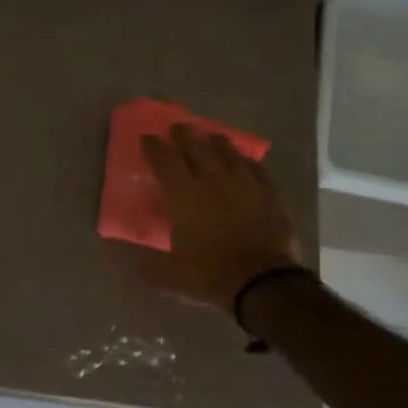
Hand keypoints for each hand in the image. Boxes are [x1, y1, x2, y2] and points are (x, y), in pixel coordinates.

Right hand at [140, 124, 300, 314]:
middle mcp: (213, 180)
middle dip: (184, 135)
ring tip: (211, 137)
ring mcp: (245, 183)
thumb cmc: (210, 273)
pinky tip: (245, 161)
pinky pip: (256, 168)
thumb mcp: (171, 276)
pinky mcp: (269, 193)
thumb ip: (152, 268)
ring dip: (216, 142)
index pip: (165, 161)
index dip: (154, 147)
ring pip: (228, 152)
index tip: (148, 137)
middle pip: (196, 147)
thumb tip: (138, 268)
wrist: (262, 280)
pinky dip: (246, 161)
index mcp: (184, 195)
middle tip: (178, 127)